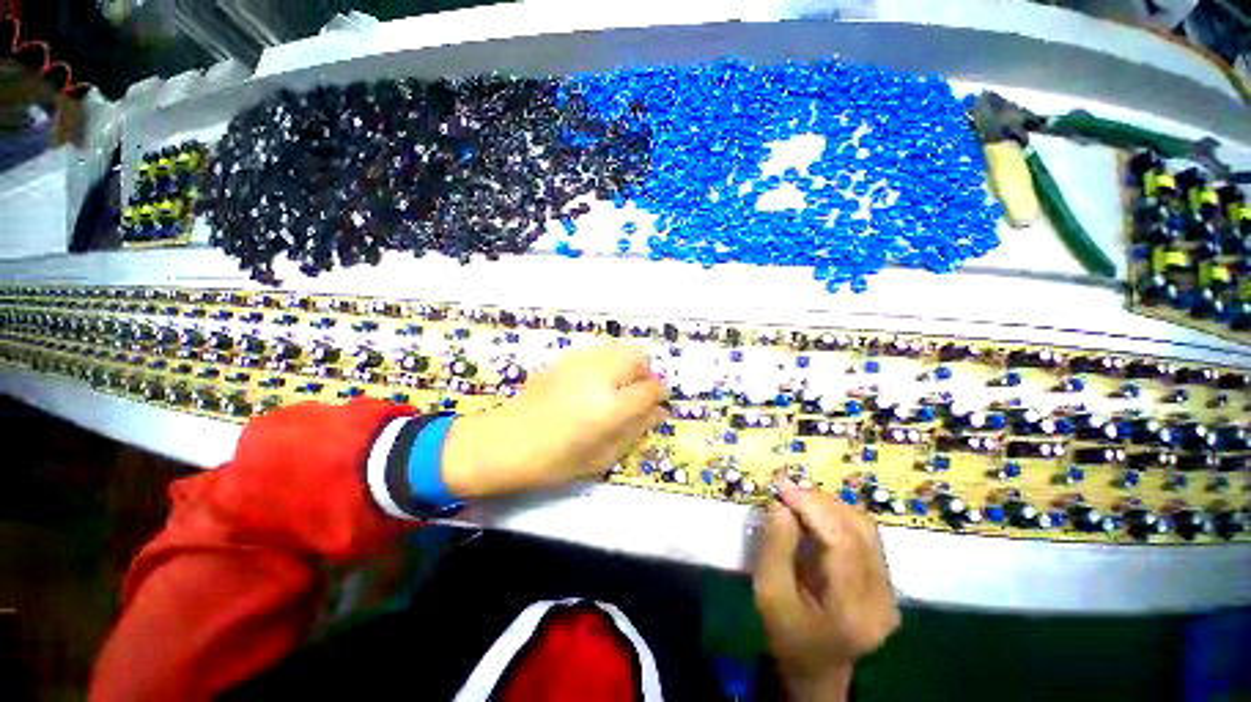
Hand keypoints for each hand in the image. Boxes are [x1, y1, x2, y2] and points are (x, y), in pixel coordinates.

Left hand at [441, 340, 665, 497]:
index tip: (656, 402)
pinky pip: (598, 349)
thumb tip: (659, 412)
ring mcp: (580, 363)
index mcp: (610, 407)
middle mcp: (599, 376)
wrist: (505, 441)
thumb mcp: (602, 457)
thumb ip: (635, 431)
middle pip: (638, 357)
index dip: (658, 394)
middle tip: (636, 391)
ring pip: (619, 347)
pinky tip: (594, 378)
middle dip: (645, 372)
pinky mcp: (565, 358)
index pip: (650, 389)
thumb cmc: (555, 460)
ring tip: (616, 383)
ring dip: (627, 362)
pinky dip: (607, 359)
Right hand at [754, 479, 899, 700]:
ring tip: (797, 499)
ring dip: (829, 506)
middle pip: (860, 530)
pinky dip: (836, 517)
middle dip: (820, 502)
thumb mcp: (769, 594)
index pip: (844, 543)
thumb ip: (775, 547)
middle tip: (787, 490)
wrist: (816, 669)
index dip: (814, 508)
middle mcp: (883, 598)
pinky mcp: (885, 581)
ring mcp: (889, 590)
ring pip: (865, 527)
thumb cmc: (787, 636)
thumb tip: (781, 505)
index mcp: (855, 610)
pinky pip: (864, 535)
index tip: (783, 488)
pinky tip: (813, 514)